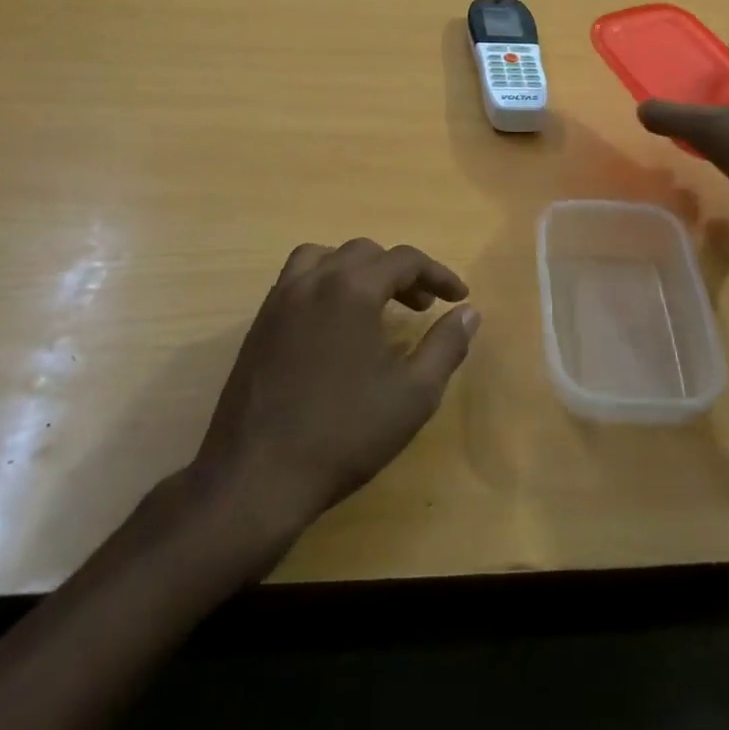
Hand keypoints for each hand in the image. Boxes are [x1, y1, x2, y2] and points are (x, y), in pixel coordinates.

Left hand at [192, 239, 479, 538]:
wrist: (258, 476)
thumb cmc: (345, 434)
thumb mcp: (413, 394)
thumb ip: (446, 345)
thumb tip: (470, 312)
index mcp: (352, 289)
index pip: (404, 259)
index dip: (438, 274)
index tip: (458, 297)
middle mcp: (313, 280)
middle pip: (365, 252)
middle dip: (400, 272)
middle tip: (422, 306)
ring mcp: (280, 299)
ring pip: (324, 257)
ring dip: (357, 270)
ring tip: (375, 302)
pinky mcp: (259, 323)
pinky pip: (297, 280)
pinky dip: (324, 283)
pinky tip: (335, 324)